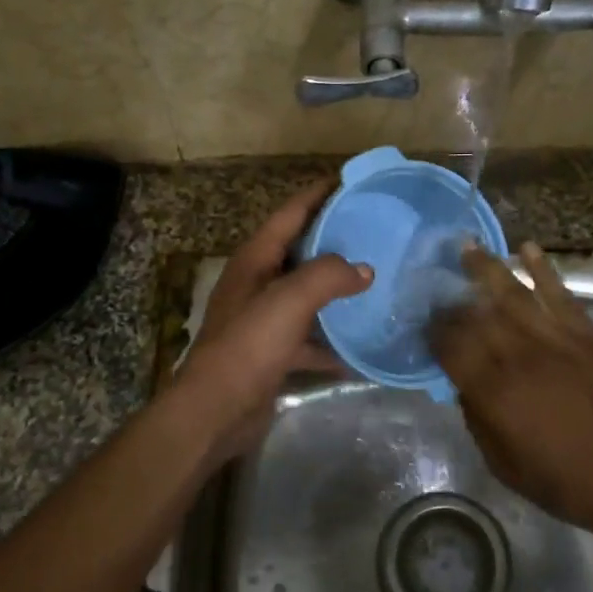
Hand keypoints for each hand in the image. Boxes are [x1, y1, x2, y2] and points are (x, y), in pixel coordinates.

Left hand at [168, 181, 372, 462]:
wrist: (216, 410)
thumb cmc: (249, 345)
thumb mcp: (289, 300)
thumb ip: (328, 276)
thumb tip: (364, 270)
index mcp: (256, 259)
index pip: (290, 213)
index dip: (318, 194)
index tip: (351, 181)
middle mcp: (258, 282)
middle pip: (300, 251)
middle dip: (334, 239)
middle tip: (375, 229)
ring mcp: (264, 319)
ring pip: (307, 294)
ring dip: (336, 289)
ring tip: (376, 279)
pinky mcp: (272, 352)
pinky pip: (309, 337)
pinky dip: (332, 340)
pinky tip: (362, 345)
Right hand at [430, 243, 592, 543]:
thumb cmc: (563, 482)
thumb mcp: (502, 464)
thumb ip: (477, 418)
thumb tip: (465, 384)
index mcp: (494, 392)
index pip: (451, 346)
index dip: (433, 331)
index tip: (424, 321)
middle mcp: (519, 356)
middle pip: (477, 314)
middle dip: (453, 297)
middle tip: (439, 283)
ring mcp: (555, 340)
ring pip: (513, 294)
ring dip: (488, 268)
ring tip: (468, 246)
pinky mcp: (587, 335)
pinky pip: (560, 294)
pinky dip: (543, 270)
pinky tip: (527, 248)